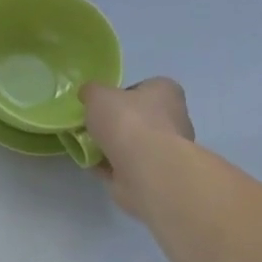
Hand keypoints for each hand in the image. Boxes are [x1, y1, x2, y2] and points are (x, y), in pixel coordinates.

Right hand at [81, 78, 195, 217]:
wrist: (146, 169)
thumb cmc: (127, 121)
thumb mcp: (98, 95)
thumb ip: (92, 92)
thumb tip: (89, 94)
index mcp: (166, 92)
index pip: (145, 87)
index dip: (122, 94)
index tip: (103, 104)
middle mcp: (173, 118)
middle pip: (140, 117)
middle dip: (118, 123)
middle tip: (93, 126)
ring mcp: (166, 149)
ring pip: (134, 144)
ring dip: (113, 146)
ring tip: (88, 147)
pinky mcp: (156, 174)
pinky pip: (128, 166)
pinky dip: (111, 166)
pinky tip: (93, 165)